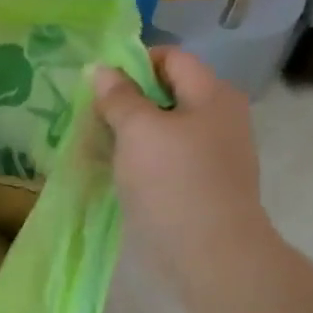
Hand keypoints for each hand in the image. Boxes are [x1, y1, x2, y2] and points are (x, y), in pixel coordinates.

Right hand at [92, 47, 276, 290]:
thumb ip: (119, 97)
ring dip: (131, 134)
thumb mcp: (138, 131)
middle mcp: (220, 118)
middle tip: (92, 118)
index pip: (171, 58)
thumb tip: (101, 68)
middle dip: (127, 102)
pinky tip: (117, 174)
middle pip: (168, 94)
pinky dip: (142, 160)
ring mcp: (215, 155)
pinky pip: (168, 160)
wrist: (211, 254)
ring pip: (165, 130)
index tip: (98, 86)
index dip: (133, 63)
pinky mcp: (204, 186)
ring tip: (97, 147)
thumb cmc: (174, 182)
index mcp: (213, 94)